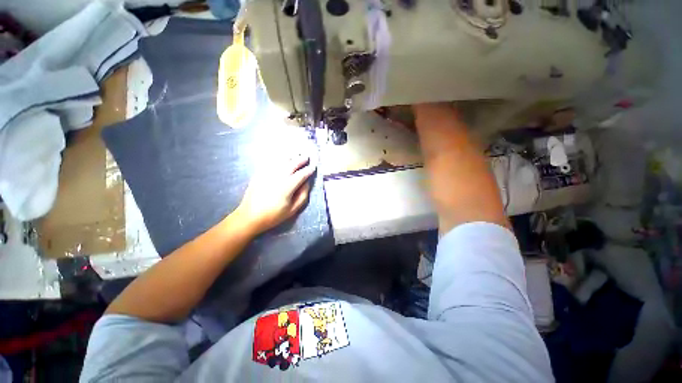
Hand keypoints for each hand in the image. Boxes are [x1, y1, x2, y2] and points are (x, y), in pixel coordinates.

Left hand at [236, 154, 315, 235]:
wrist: (249, 217)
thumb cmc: (273, 215)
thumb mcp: (292, 210)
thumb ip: (302, 196)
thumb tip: (307, 183)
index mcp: (287, 187)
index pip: (301, 174)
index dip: (309, 170)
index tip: (314, 167)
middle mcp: (278, 177)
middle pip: (292, 164)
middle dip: (301, 159)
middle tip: (307, 156)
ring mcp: (267, 173)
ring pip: (281, 160)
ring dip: (290, 156)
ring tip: (296, 153)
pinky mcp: (259, 173)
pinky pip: (270, 161)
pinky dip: (277, 157)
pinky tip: (281, 156)